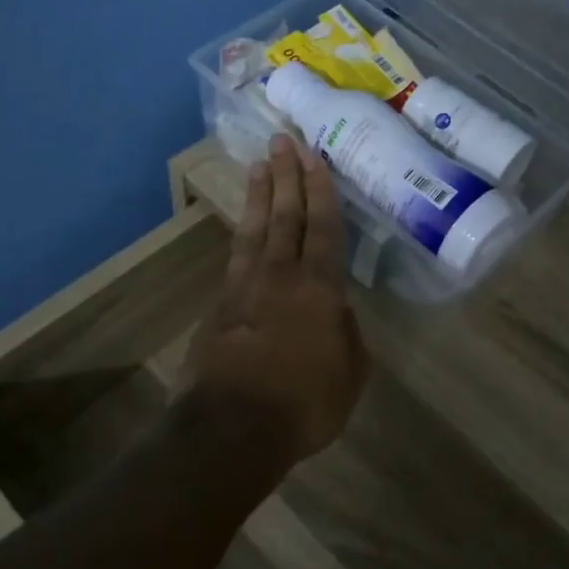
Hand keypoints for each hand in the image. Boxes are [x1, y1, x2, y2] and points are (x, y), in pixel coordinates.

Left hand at [183, 135, 369, 464]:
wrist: (231, 428)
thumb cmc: (303, 404)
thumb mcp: (349, 375)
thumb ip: (347, 335)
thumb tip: (337, 311)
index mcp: (319, 289)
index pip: (323, 227)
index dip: (320, 189)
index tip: (313, 156)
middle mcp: (281, 275)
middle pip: (285, 215)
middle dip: (286, 175)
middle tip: (282, 140)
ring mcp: (245, 286)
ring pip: (255, 228)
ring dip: (260, 194)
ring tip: (260, 164)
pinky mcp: (219, 304)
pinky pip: (235, 254)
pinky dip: (242, 231)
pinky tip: (243, 223)